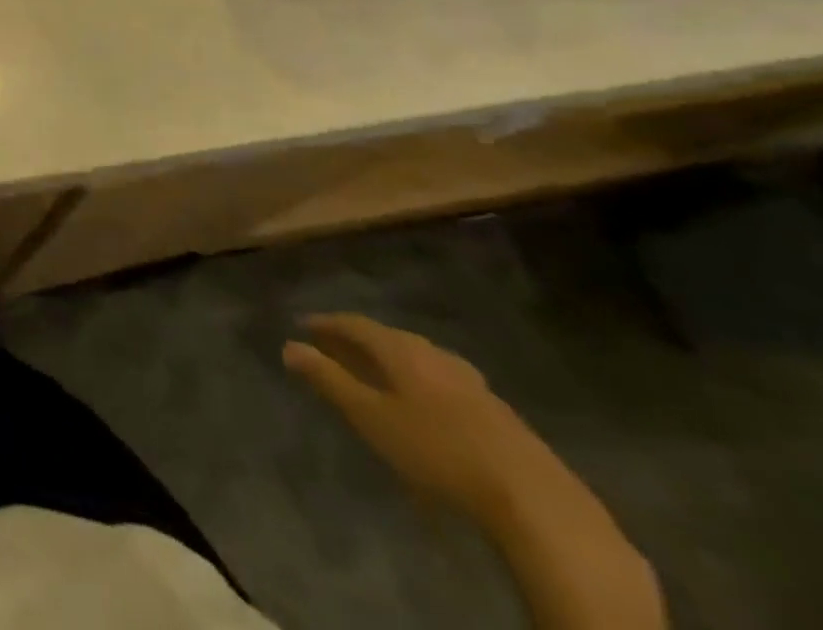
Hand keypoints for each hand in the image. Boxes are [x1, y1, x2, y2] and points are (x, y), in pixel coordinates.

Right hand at [284, 313, 555, 524]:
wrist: (534, 499)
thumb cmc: (437, 451)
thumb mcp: (371, 417)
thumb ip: (329, 380)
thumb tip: (288, 346)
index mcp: (401, 349)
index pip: (354, 323)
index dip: (326, 323)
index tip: (302, 326)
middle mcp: (433, 353)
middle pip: (387, 337)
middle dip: (357, 339)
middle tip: (332, 347)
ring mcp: (469, 380)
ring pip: (418, 358)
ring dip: (390, 360)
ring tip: (374, 371)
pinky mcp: (495, 410)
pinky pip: (442, 380)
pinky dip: (418, 380)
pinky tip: (423, 402)